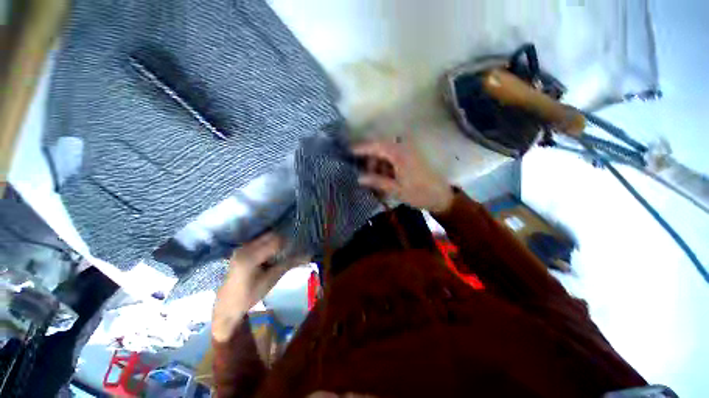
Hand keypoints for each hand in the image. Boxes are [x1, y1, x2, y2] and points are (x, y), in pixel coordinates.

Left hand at [212, 233, 306, 342]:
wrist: (227, 305)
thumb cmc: (250, 295)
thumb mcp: (271, 280)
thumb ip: (289, 264)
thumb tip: (308, 256)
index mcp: (250, 257)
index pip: (275, 242)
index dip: (288, 244)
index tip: (295, 251)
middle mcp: (245, 248)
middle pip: (270, 236)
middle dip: (282, 241)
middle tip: (288, 252)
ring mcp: (241, 248)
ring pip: (265, 237)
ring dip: (275, 242)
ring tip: (279, 254)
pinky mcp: (241, 249)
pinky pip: (259, 241)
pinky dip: (268, 245)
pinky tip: (270, 256)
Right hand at [353, 140, 453, 212]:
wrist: (441, 197)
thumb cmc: (418, 193)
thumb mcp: (395, 189)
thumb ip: (377, 181)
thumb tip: (359, 178)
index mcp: (399, 155)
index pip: (376, 146)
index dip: (361, 148)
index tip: (349, 151)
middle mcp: (404, 149)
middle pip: (381, 148)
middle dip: (370, 159)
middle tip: (365, 173)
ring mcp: (409, 152)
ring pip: (387, 153)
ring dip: (379, 163)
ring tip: (375, 178)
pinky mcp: (412, 158)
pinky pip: (394, 157)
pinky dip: (387, 165)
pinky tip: (385, 177)